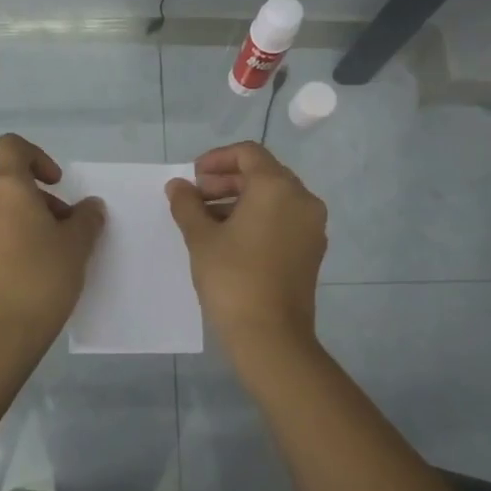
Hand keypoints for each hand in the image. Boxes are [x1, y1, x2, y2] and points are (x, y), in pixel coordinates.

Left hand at [0, 134, 105, 346]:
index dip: (37, 157)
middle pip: (10, 185)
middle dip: (40, 201)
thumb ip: (86, 218)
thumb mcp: (77, 244)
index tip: (56, 184)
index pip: (12, 147)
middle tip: (66, 231)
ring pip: (0, 212)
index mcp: (5, 187)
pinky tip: (30, 272)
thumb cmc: (42, 276)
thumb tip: (89, 207)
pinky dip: (9, 242)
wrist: (0, 333)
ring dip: (25, 222)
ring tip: (51, 254)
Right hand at [165, 141, 327, 356]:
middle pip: (263, 173)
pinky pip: (283, 219)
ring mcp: (311, 226)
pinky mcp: (311, 250)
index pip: (248, 153)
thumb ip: (187, 205)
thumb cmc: (232, 278)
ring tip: (206, 220)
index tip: (193, 177)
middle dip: (226, 181)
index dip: (217, 159)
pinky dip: (257, 218)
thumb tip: (178, 186)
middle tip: (195, 197)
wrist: (271, 336)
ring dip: (240, 200)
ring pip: (274, 198)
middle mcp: (302, 200)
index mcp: (277, 188)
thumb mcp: (201, 238)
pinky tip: (230, 238)